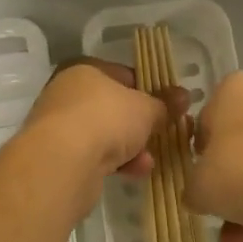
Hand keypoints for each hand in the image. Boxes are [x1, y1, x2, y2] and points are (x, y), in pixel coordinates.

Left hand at [20, 59, 185, 184]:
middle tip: (163, 134)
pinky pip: (94, 154)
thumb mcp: (145, 109)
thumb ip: (165, 104)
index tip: (168, 106)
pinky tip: (135, 171)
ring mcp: (60, 125)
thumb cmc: (106, 119)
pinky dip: (115, 161)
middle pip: (113, 107)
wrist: (62, 161)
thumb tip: (184, 96)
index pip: (123, 74)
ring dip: (130, 146)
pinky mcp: (58, 156)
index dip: (149, 90)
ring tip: (151, 159)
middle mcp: (67, 93)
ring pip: (104, 133)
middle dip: (140, 124)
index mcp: (85, 70)